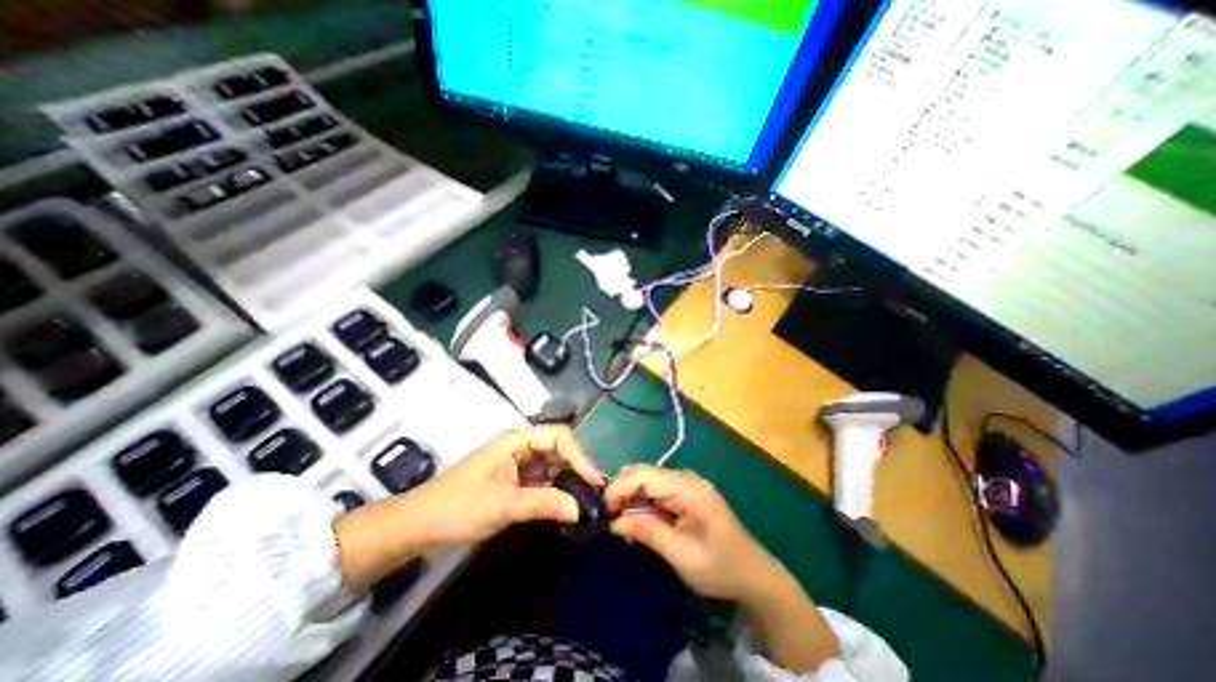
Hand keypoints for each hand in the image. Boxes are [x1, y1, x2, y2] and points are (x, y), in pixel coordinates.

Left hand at [404, 427, 601, 547]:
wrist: (418, 526)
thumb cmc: (458, 508)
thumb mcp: (503, 505)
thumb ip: (544, 503)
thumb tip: (580, 509)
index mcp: (516, 441)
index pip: (558, 437)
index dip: (579, 455)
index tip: (593, 481)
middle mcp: (520, 447)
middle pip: (558, 450)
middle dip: (577, 468)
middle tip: (595, 494)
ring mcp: (517, 464)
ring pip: (552, 466)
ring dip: (567, 481)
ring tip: (586, 502)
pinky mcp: (514, 481)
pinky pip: (542, 481)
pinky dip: (554, 492)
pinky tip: (566, 506)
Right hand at [601, 465, 778, 602]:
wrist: (753, 574)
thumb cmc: (720, 567)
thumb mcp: (681, 555)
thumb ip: (647, 531)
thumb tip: (613, 521)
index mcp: (688, 489)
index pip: (643, 475)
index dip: (618, 487)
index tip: (602, 510)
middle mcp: (686, 478)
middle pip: (643, 473)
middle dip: (621, 491)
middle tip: (606, 517)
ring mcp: (686, 484)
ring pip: (647, 480)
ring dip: (629, 496)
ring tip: (616, 519)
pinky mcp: (685, 492)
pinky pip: (656, 489)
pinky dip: (641, 501)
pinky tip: (634, 517)